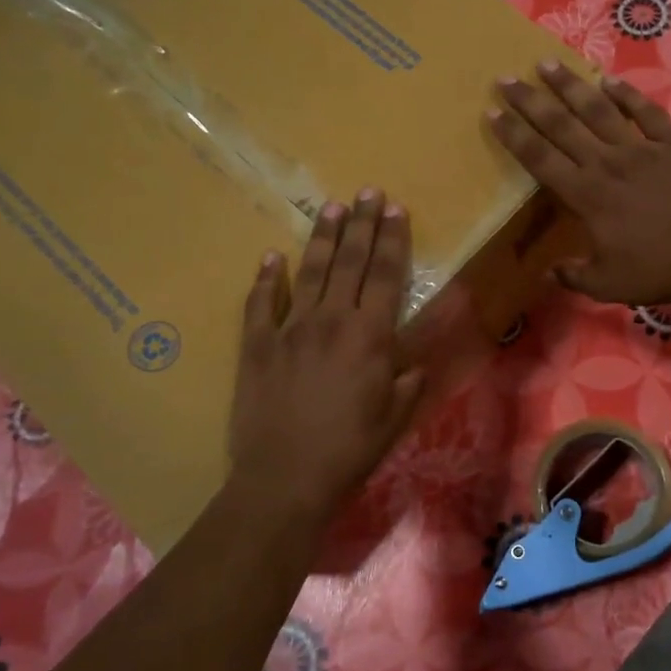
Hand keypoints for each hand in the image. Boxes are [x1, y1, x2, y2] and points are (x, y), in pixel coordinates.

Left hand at [227, 190, 425, 521]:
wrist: (285, 478)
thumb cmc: (350, 450)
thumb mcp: (396, 418)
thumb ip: (408, 379)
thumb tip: (414, 359)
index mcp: (370, 336)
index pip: (385, 275)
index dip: (392, 240)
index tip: (395, 209)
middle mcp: (331, 321)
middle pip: (350, 262)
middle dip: (361, 224)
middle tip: (367, 192)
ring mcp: (289, 329)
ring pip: (310, 272)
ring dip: (323, 238)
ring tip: (332, 207)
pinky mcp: (256, 345)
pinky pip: (260, 303)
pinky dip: (267, 278)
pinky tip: (273, 257)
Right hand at [488, 62, 670, 304]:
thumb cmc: (658, 270)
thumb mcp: (608, 284)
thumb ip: (574, 275)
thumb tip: (548, 272)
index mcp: (586, 195)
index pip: (540, 159)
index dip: (514, 135)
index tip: (492, 113)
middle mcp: (607, 163)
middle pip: (561, 125)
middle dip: (530, 101)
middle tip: (506, 78)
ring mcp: (642, 149)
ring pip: (598, 110)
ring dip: (570, 86)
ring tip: (547, 63)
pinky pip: (646, 112)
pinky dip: (627, 95)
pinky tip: (610, 80)